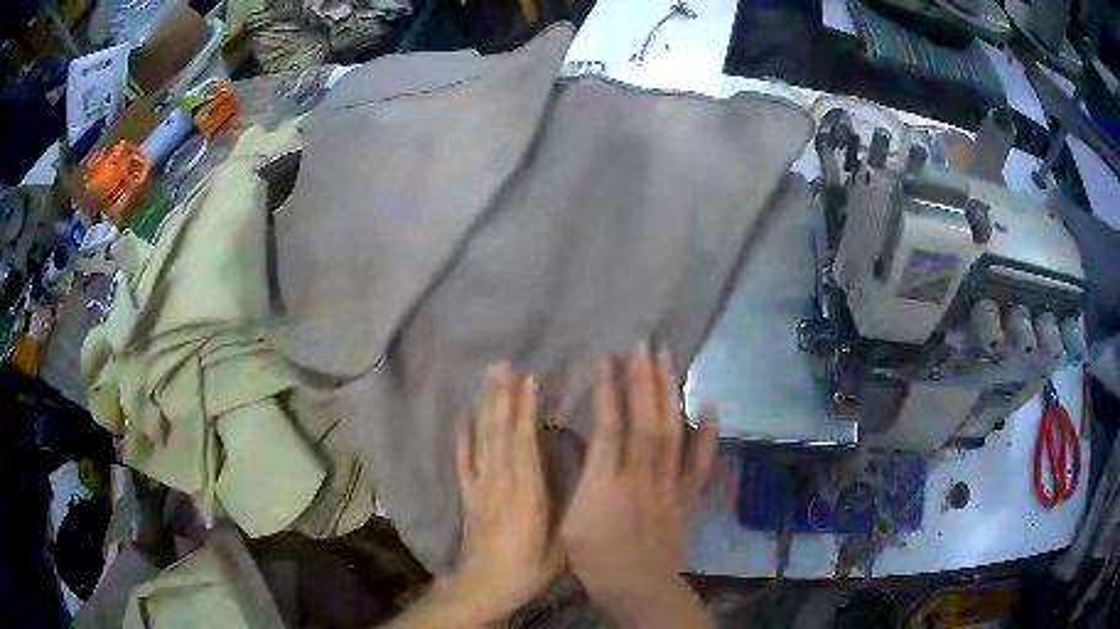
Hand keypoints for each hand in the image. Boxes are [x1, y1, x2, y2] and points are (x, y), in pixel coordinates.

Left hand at [451, 362, 562, 621]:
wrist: (483, 587)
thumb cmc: (528, 569)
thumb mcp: (563, 546)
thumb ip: (573, 512)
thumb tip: (588, 480)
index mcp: (526, 492)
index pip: (523, 442)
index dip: (525, 410)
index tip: (529, 380)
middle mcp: (500, 482)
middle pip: (499, 432)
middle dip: (502, 396)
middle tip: (503, 365)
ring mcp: (480, 487)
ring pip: (481, 439)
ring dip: (485, 407)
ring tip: (488, 379)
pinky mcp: (468, 496)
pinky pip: (463, 460)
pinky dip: (463, 436)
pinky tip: (464, 416)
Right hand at [560, 342, 716, 626]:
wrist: (639, 587)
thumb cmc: (595, 559)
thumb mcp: (570, 523)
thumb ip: (581, 481)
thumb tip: (586, 447)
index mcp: (606, 486)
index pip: (609, 429)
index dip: (608, 392)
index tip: (606, 358)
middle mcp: (641, 478)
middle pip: (645, 421)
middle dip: (644, 380)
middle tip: (644, 343)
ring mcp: (669, 485)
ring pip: (672, 432)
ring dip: (669, 393)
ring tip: (668, 358)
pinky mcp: (688, 495)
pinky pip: (700, 461)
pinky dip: (706, 431)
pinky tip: (708, 403)